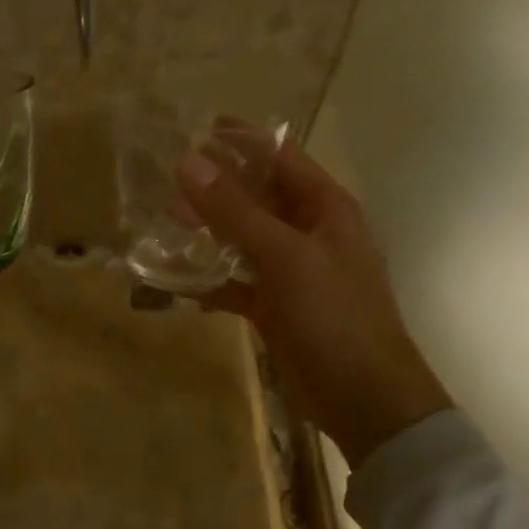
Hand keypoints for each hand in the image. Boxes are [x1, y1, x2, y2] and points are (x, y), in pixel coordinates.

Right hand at [179, 139, 451, 464]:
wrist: (364, 399)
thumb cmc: (334, 316)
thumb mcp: (284, 256)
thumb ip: (234, 210)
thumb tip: (188, 161)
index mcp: (324, 208)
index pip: (280, 157)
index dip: (240, 140)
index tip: (194, 129)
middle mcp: (309, 232)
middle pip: (257, 195)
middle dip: (216, 186)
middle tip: (166, 179)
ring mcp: (292, 270)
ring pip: (242, 237)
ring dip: (208, 231)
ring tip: (164, 221)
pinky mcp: (276, 305)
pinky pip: (236, 281)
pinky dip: (210, 279)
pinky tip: (176, 280)